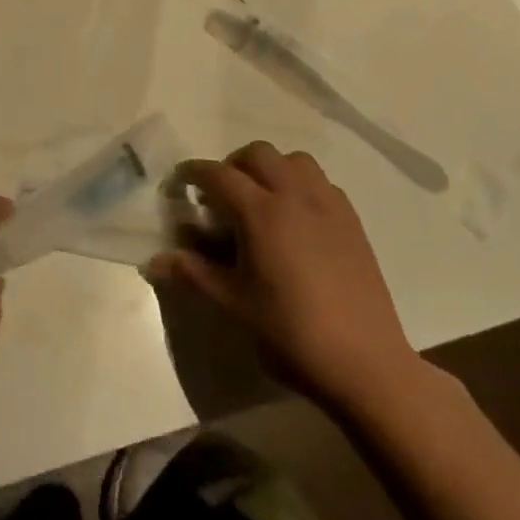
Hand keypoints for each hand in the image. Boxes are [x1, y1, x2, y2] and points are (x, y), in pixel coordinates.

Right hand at [150, 142, 421, 412]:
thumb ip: (193, 273)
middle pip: (258, 154)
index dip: (193, 173)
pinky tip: (296, 220)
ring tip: (261, 200)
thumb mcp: (234, 304)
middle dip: (233, 165)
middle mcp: (295, 196)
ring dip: (271, 168)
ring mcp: (328, 206)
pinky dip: (301, 185)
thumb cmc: (291, 334)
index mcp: (261, 213)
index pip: (218, 174)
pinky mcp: (352, 222)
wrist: (366, 365)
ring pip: (294, 160)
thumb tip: (153, 262)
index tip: (180, 183)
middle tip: (221, 196)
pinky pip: (321, 182)